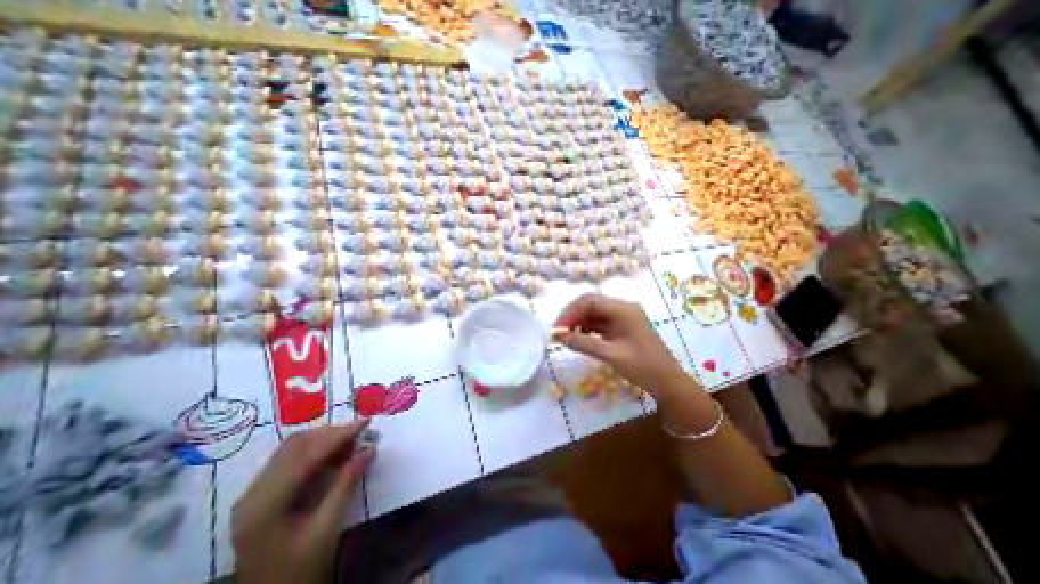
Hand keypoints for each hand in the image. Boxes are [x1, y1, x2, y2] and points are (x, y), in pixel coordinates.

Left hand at [233, 420, 374, 583]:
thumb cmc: (298, 572)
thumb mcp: (326, 528)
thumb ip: (346, 484)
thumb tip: (370, 449)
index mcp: (265, 504)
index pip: (307, 455)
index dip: (339, 435)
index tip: (367, 421)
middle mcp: (254, 493)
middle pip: (296, 446)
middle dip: (332, 434)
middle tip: (361, 433)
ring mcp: (254, 494)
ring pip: (293, 449)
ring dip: (324, 440)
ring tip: (351, 442)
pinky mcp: (262, 495)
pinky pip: (291, 459)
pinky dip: (315, 450)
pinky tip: (334, 455)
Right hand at [553, 293, 687, 393]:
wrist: (668, 383)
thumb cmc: (643, 367)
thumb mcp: (611, 355)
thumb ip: (583, 343)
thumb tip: (558, 336)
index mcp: (623, 309)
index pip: (589, 302)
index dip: (570, 313)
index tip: (558, 330)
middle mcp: (622, 308)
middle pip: (591, 304)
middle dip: (572, 316)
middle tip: (559, 332)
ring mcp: (623, 317)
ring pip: (594, 313)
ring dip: (579, 322)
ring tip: (567, 337)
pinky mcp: (622, 327)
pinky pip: (600, 322)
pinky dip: (587, 329)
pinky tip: (580, 339)